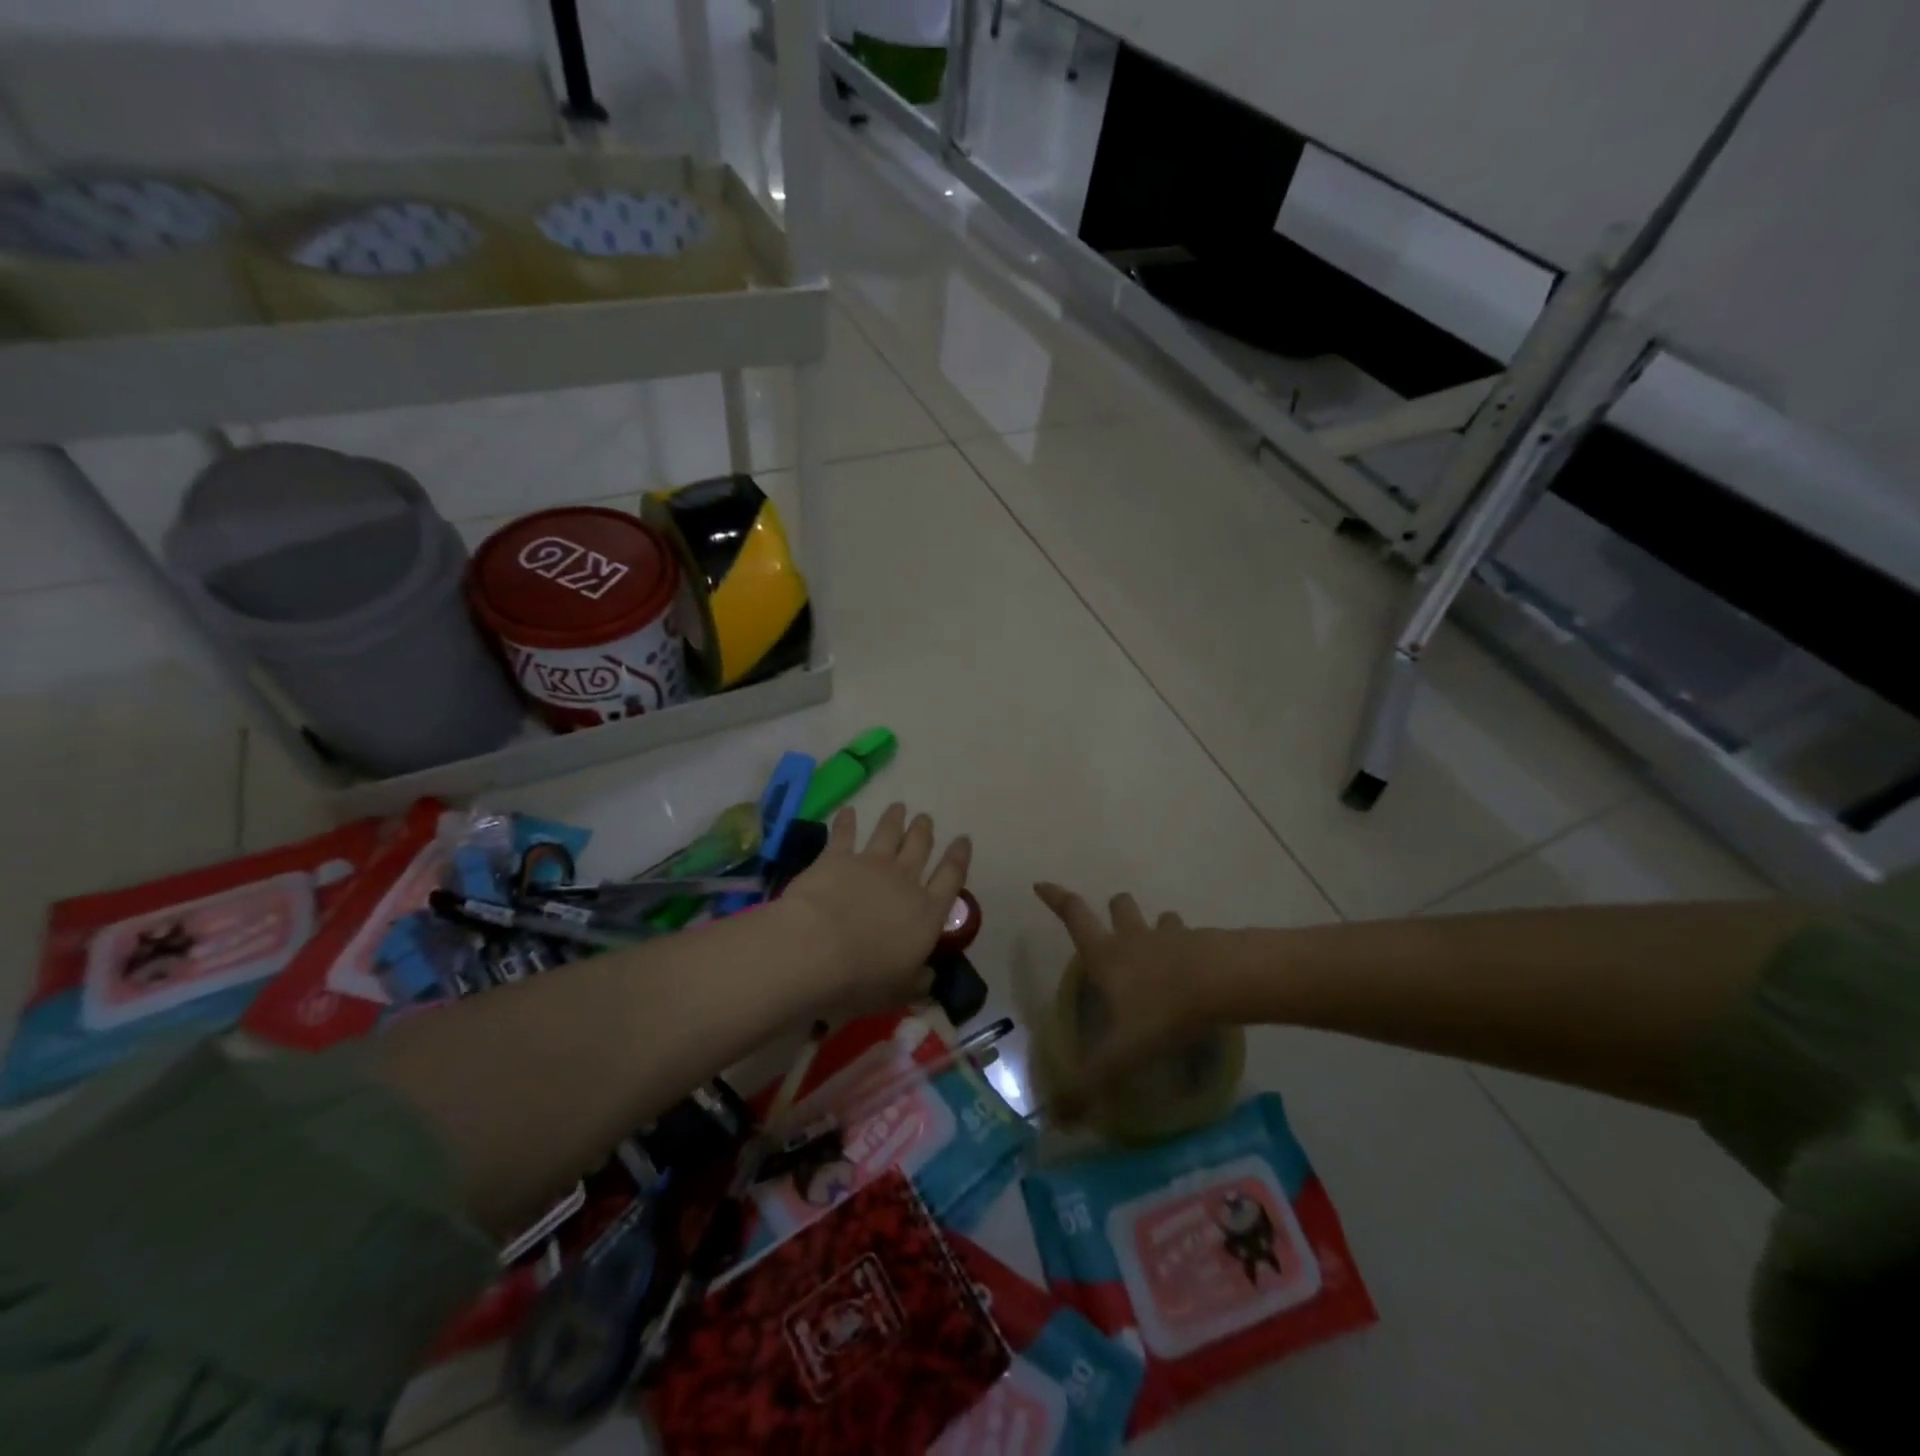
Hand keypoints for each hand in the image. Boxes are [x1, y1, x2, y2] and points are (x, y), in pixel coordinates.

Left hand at [780, 803, 971, 1014]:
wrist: (815, 949)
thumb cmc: (862, 979)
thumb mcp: (898, 991)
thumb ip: (917, 983)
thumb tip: (929, 979)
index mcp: (926, 914)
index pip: (951, 878)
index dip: (959, 857)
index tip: (963, 840)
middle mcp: (904, 882)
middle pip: (920, 848)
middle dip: (924, 831)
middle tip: (925, 819)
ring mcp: (871, 865)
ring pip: (888, 833)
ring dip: (895, 819)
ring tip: (898, 807)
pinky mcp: (837, 858)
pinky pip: (845, 834)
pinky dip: (847, 821)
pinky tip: (848, 812)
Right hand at [1034, 882, 1203, 1113]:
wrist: (1223, 983)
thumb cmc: (1162, 1010)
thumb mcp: (1122, 1052)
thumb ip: (1089, 1082)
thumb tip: (1055, 1117)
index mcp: (1107, 954)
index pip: (1073, 916)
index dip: (1055, 898)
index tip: (1041, 884)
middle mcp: (1134, 937)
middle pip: (1119, 906)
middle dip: (1115, 909)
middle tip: (1115, 923)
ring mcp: (1171, 936)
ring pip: (1159, 919)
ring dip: (1156, 926)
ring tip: (1160, 945)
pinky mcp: (1204, 943)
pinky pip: (1192, 938)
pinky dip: (1189, 947)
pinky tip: (1197, 970)